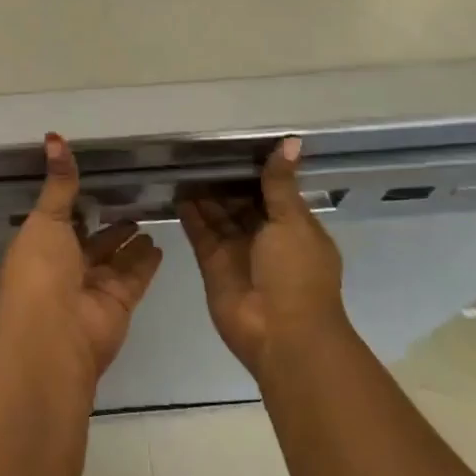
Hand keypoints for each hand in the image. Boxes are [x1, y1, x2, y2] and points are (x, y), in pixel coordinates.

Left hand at [0, 134, 163, 379]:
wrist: (54, 334)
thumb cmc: (41, 270)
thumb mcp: (47, 218)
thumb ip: (59, 182)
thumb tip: (53, 136)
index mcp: (42, 245)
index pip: (61, 220)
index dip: (76, 203)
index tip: (96, 181)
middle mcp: (66, 266)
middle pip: (91, 240)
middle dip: (106, 224)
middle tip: (129, 199)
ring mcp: (94, 286)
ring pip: (116, 258)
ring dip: (129, 242)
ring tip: (147, 219)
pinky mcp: (120, 301)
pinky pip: (136, 275)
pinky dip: (147, 261)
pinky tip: (160, 244)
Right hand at [178, 138, 348, 380]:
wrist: (282, 334)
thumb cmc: (297, 274)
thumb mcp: (293, 222)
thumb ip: (280, 183)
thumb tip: (290, 141)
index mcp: (294, 226)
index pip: (272, 191)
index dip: (255, 170)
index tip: (233, 144)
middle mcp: (265, 237)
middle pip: (241, 202)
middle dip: (225, 181)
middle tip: (200, 151)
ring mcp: (238, 251)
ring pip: (218, 216)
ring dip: (204, 194)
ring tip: (183, 164)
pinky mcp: (213, 264)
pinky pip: (200, 232)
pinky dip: (190, 214)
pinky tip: (178, 190)